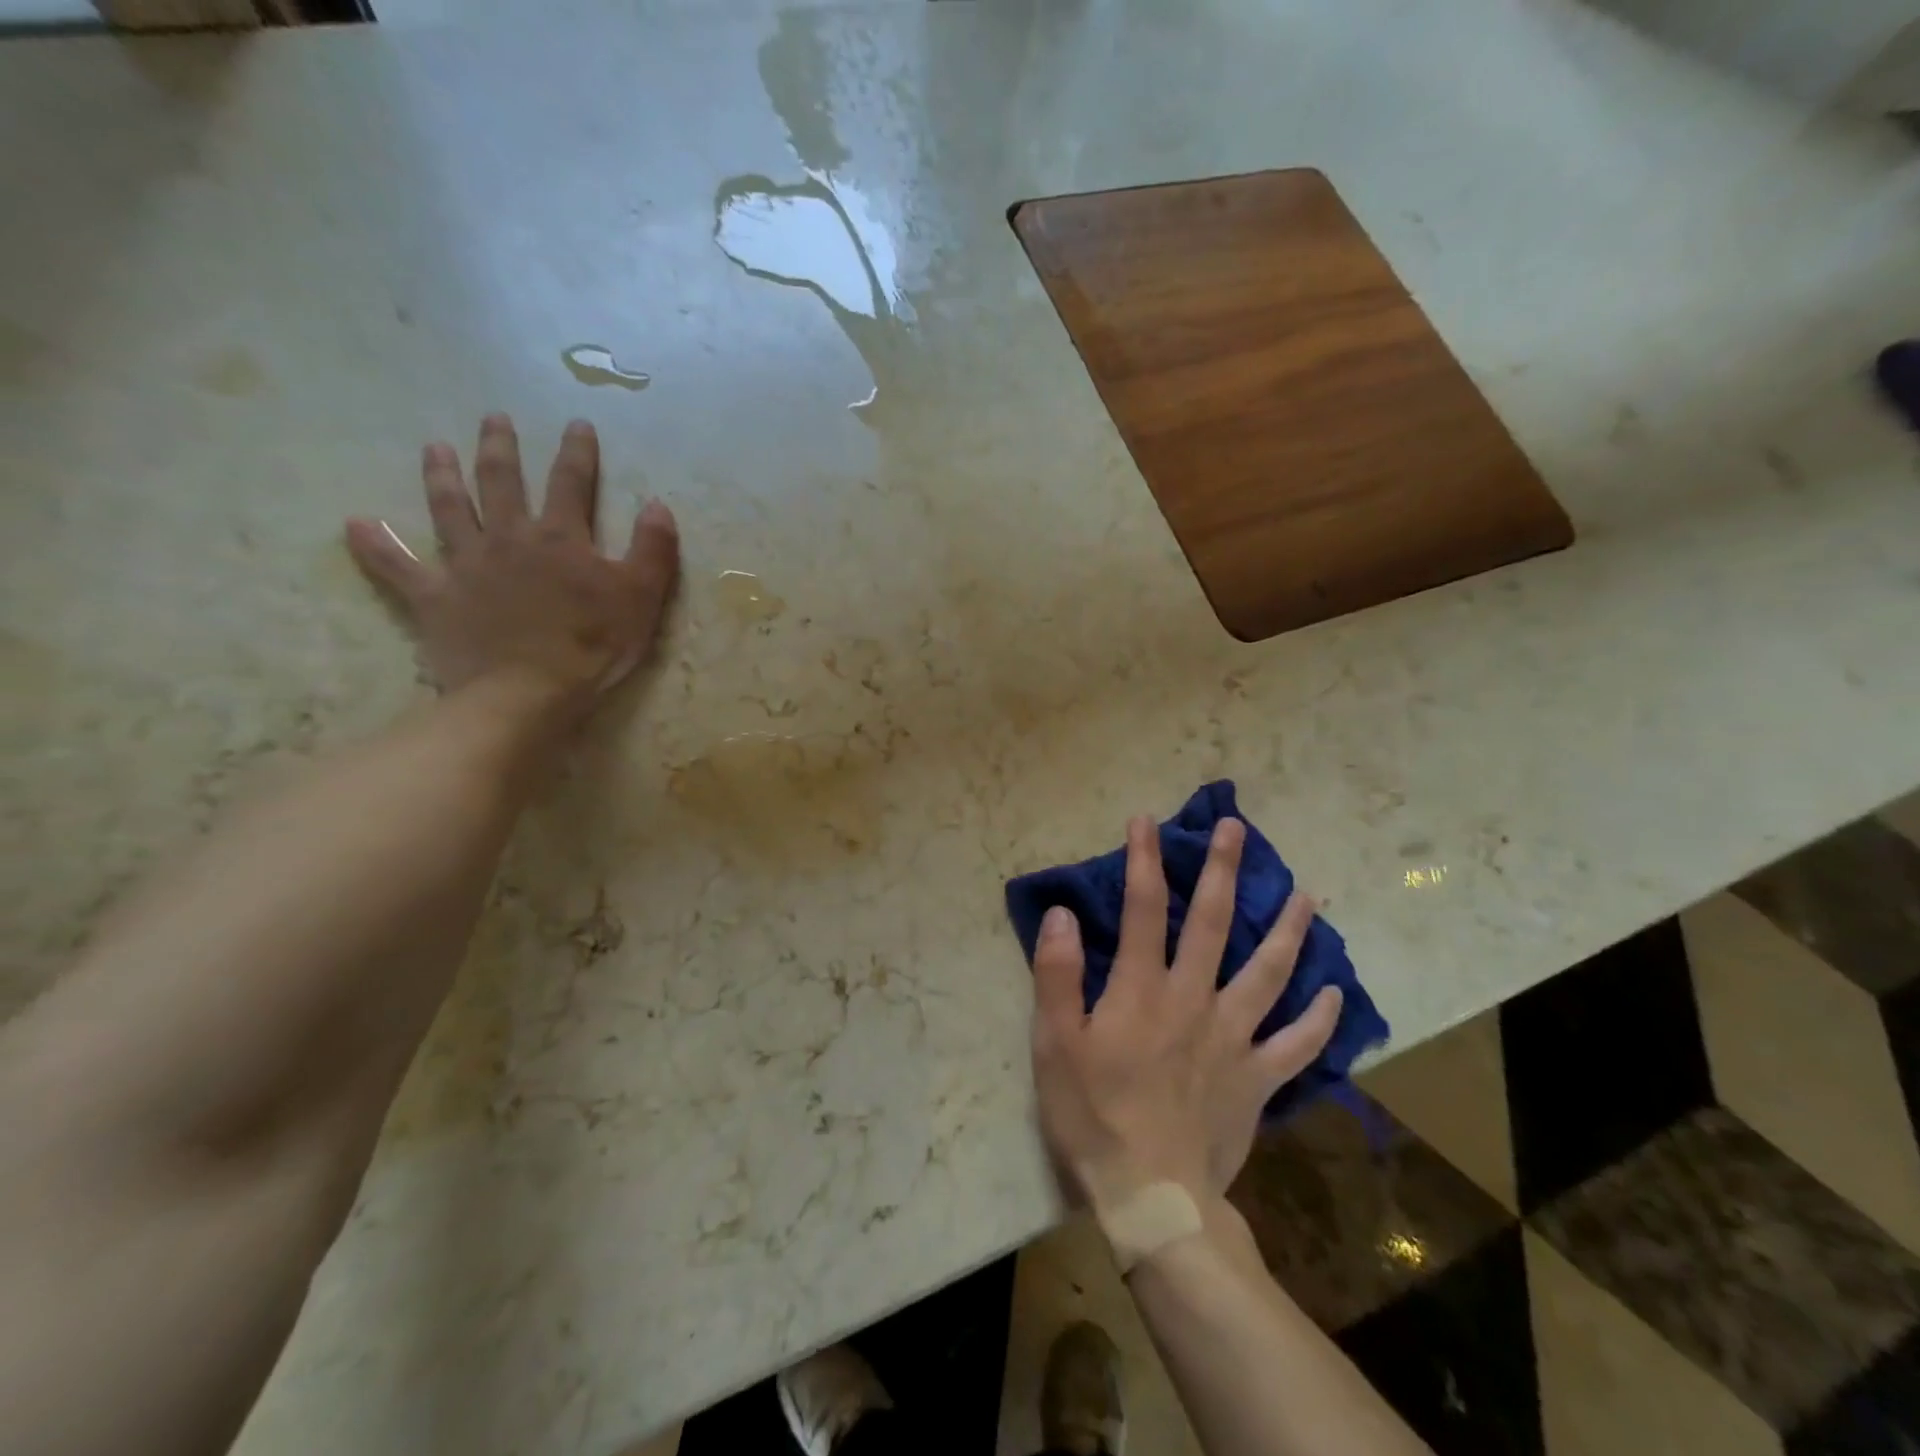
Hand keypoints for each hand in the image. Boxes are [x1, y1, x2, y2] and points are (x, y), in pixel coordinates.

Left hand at [345, 413, 679, 718]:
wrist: (527, 693)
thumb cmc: (592, 646)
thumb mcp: (642, 598)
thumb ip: (653, 549)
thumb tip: (658, 505)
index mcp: (560, 538)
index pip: (571, 482)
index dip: (577, 452)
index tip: (577, 424)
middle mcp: (508, 538)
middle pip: (501, 481)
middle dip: (500, 447)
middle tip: (494, 418)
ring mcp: (466, 565)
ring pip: (448, 508)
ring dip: (441, 475)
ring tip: (434, 447)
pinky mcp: (435, 597)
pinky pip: (397, 567)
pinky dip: (375, 546)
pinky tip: (355, 524)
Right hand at [1030, 817, 1343, 1214]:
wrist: (1152, 1197)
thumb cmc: (1093, 1115)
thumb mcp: (1054, 1043)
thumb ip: (1058, 974)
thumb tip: (1062, 913)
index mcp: (1142, 989)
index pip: (1143, 909)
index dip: (1144, 860)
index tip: (1146, 820)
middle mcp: (1194, 999)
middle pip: (1212, 923)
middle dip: (1222, 871)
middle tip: (1236, 829)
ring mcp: (1234, 1038)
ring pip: (1268, 972)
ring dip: (1288, 929)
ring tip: (1307, 894)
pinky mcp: (1258, 1079)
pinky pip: (1297, 1044)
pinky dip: (1318, 1018)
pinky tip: (1332, 993)